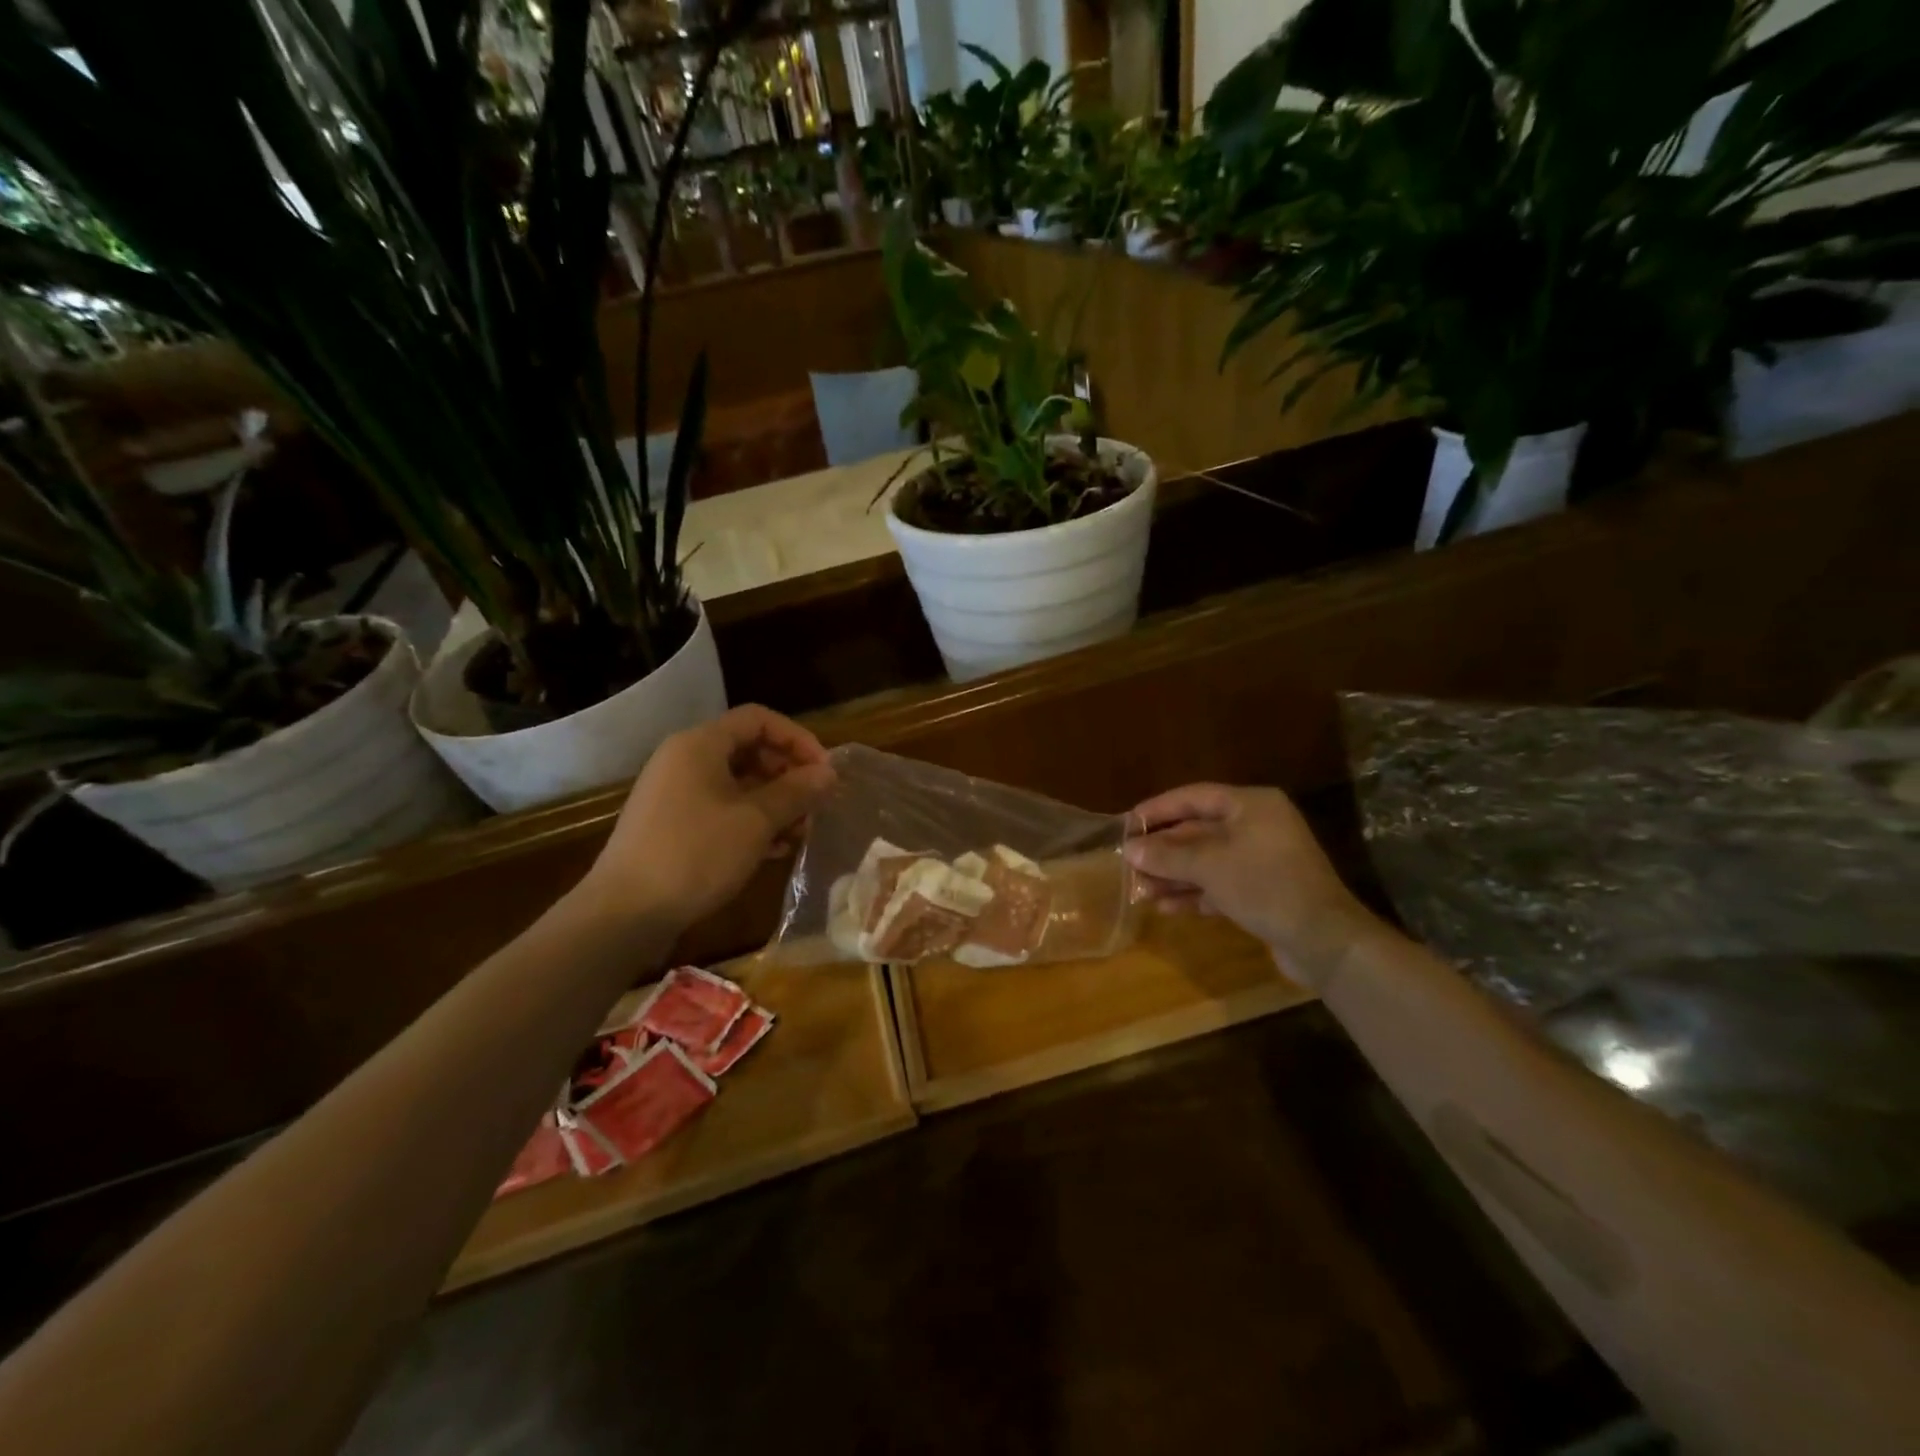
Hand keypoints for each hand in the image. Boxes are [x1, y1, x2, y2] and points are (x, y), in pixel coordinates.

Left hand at [579, 705, 835, 932]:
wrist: (624, 913)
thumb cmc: (695, 854)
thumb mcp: (756, 821)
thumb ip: (796, 792)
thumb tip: (828, 773)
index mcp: (700, 744)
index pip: (759, 719)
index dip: (797, 739)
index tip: (825, 771)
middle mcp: (684, 760)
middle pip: (749, 750)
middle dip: (788, 775)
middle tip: (815, 805)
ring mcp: (676, 794)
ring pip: (738, 784)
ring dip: (775, 803)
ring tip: (800, 833)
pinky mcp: (673, 826)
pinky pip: (722, 810)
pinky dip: (751, 822)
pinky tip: (775, 850)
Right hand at [1125, 784, 1383, 990]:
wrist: (1325, 941)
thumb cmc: (1266, 886)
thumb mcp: (1210, 866)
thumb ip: (1167, 855)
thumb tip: (1129, 849)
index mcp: (1251, 805)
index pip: (1194, 796)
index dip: (1157, 809)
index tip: (1126, 824)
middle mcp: (1257, 826)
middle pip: (1198, 830)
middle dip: (1163, 850)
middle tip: (1129, 864)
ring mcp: (1262, 859)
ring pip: (1206, 860)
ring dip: (1173, 875)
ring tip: (1140, 891)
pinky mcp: (1263, 890)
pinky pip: (1219, 883)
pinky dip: (1194, 892)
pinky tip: (1166, 908)